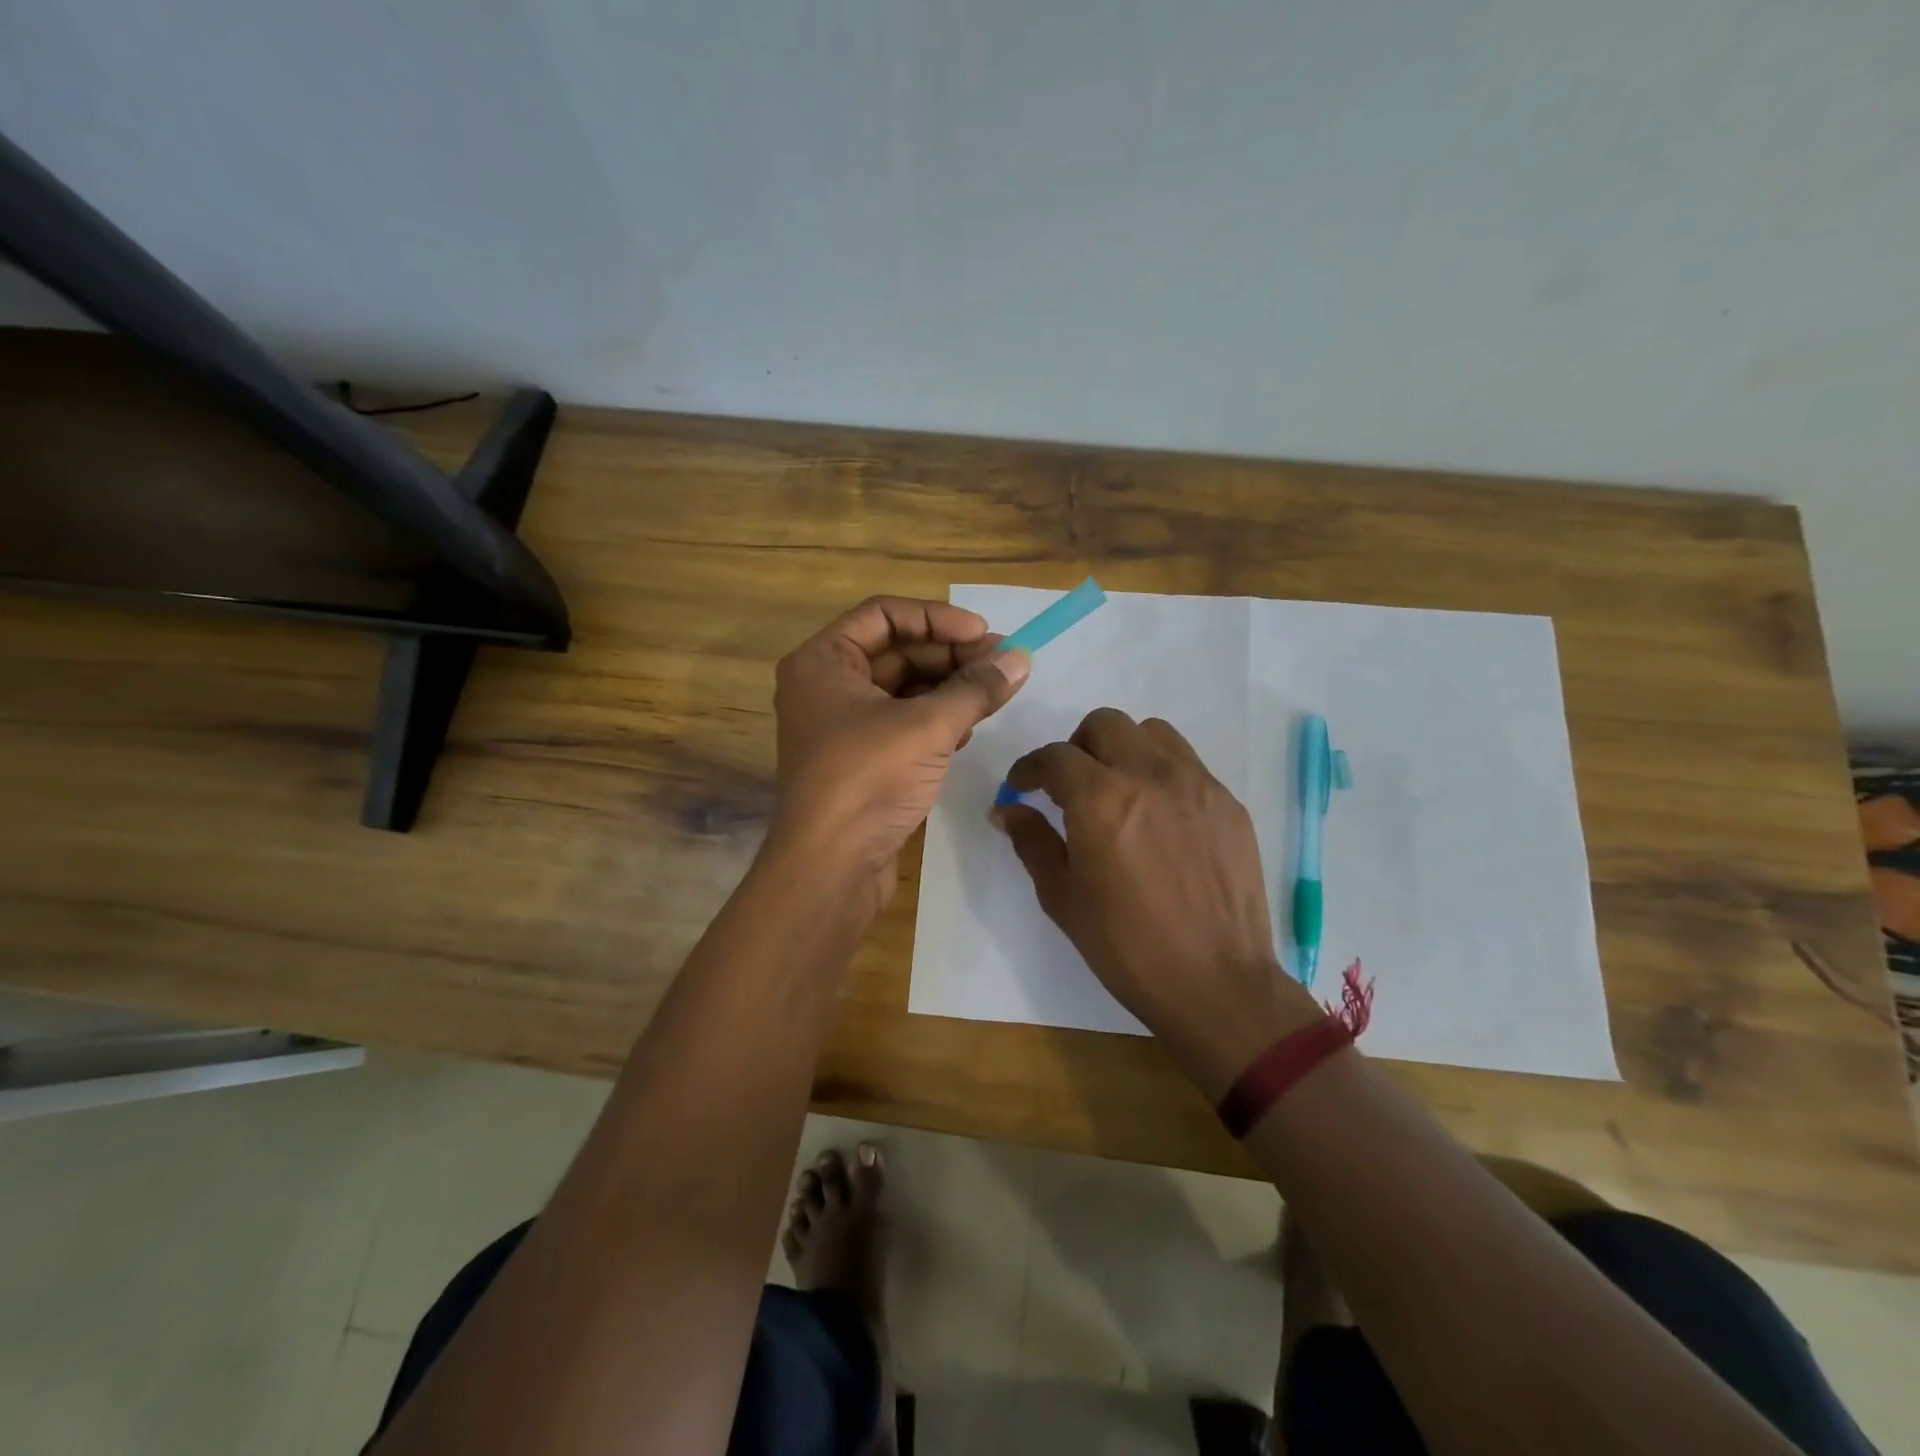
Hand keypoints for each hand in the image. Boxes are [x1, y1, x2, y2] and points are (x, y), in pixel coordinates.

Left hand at [769, 596, 1029, 907]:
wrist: (831, 867)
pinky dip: (937, 719)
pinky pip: (903, 722)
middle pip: (897, 651)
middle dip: (952, 655)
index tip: (985, 633)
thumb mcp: (928, 727)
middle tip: (1005, 663)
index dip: (938, 618)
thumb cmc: (867, 780)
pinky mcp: (861, 759)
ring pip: (904, 689)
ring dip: (950, 687)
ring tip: (997, 692)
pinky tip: (970, 727)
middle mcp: (827, 686)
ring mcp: (843, 725)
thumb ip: (976, 688)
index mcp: (823, 661)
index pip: (884, 615)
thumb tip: (1021, 658)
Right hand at [994, 709, 1321, 1097]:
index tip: (1022, 786)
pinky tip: (1159, 817)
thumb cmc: (1127, 948)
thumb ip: (1032, 842)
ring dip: (1123, 750)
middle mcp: (1149, 775)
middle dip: (1077, 747)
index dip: (1029, 768)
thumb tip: (1006, 810)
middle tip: (1071, 786)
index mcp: (1100, 799)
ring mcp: (1196, 784)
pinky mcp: (1228, 802)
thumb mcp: (1063, 899)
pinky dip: (1161, 773)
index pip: (1054, 756)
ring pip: (1151, 733)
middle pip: (1104, 724)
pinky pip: (1187, 763)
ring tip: (1118, 791)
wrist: (1217, 984)